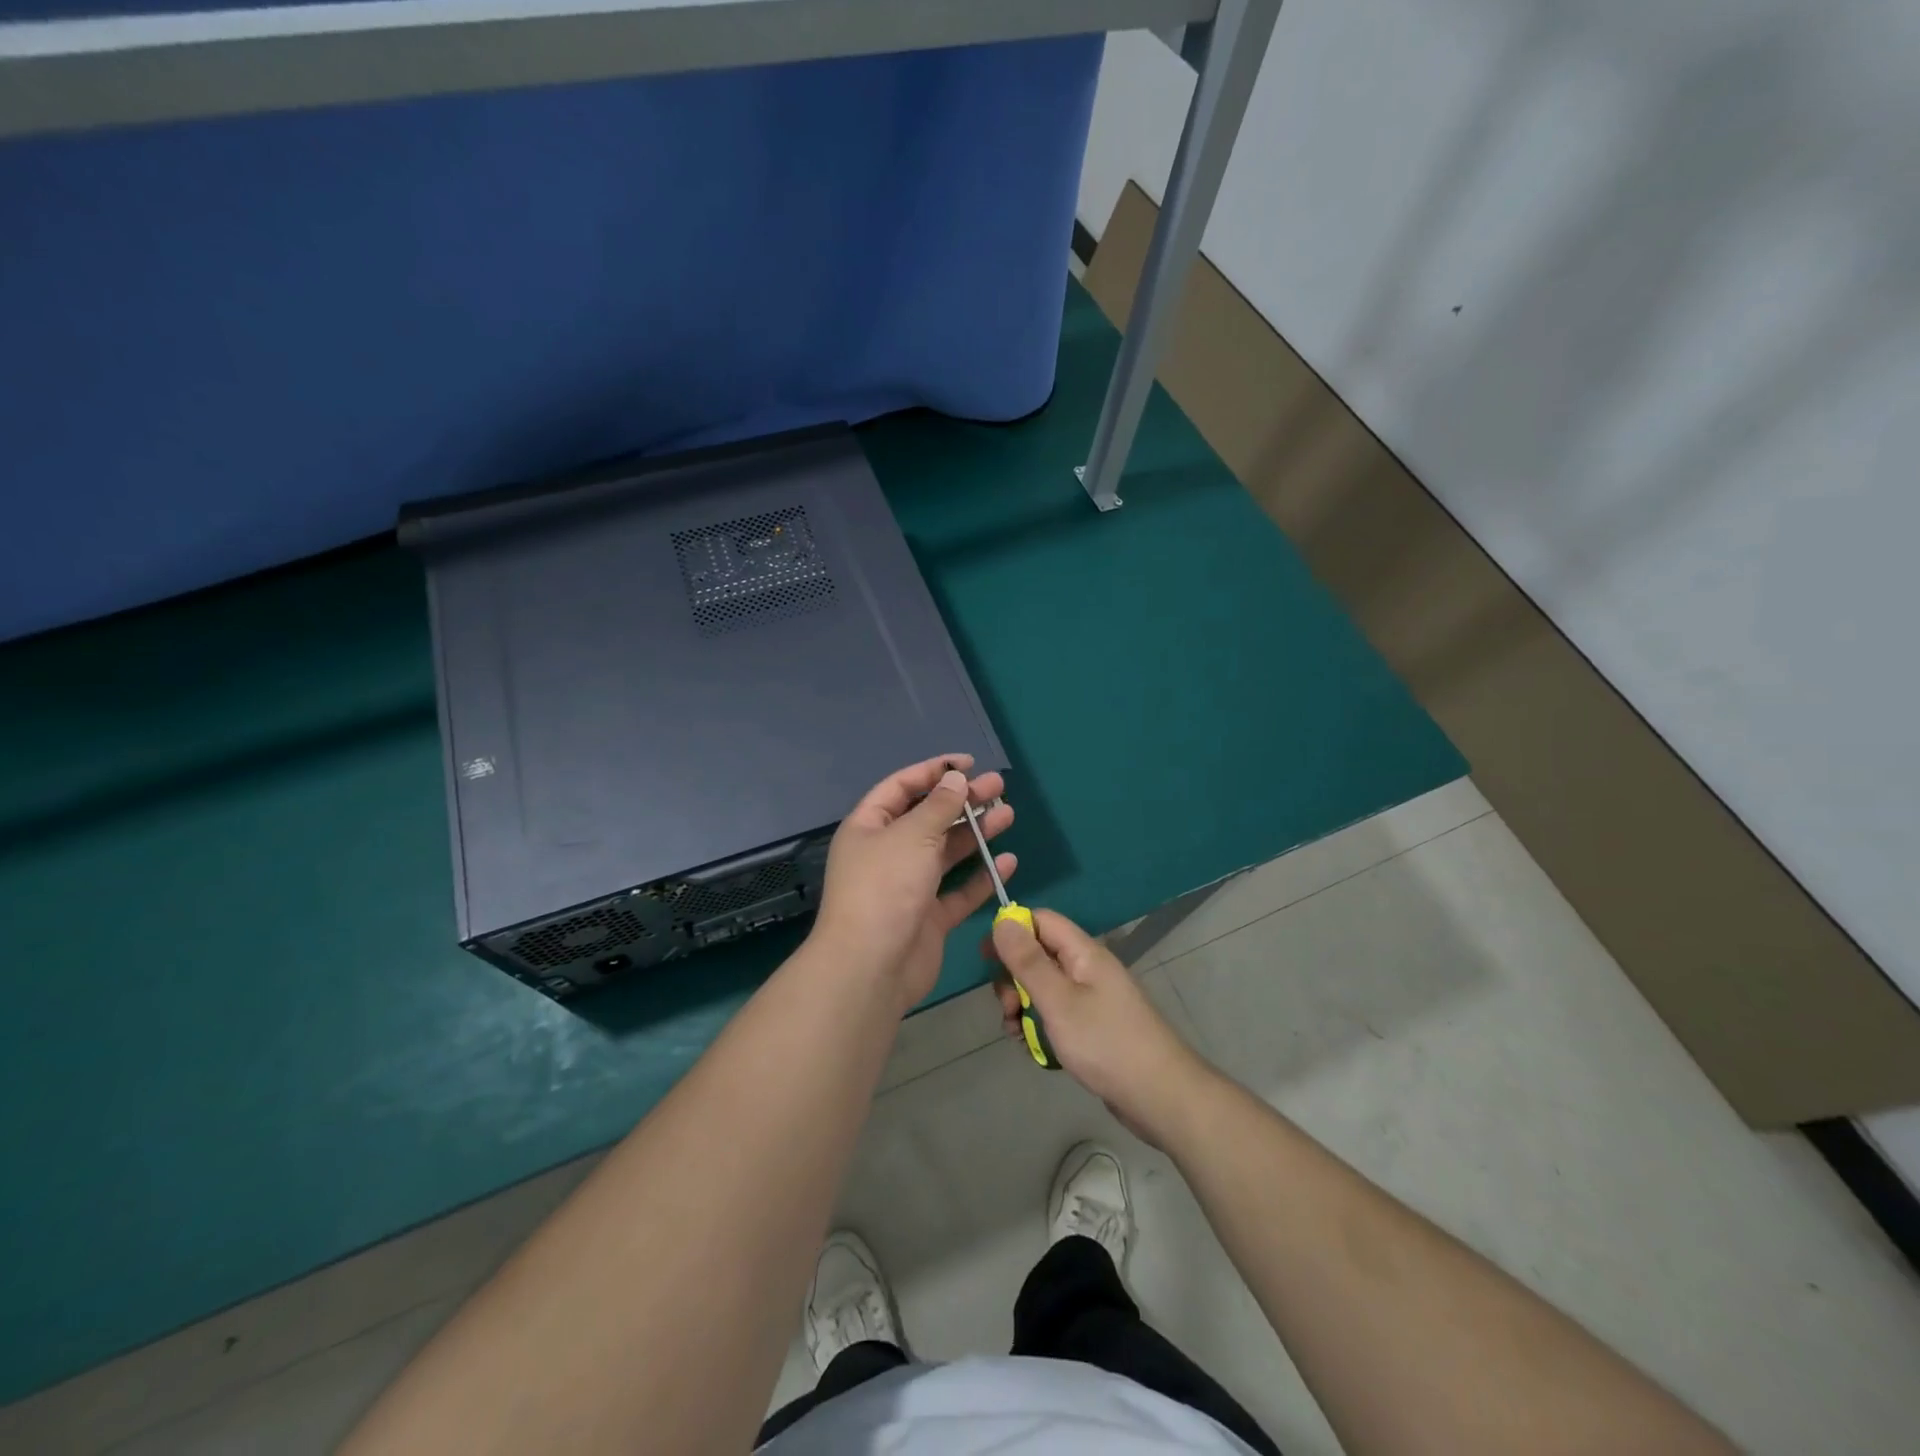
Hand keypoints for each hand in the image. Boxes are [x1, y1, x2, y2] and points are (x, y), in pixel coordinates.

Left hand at [810, 754, 1015, 1012]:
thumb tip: (955, 778)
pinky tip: (1006, 861)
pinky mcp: (928, 918)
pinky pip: (958, 891)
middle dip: (962, 800)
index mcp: (870, 827)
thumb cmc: (885, 887)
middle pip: (928, 818)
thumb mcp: (912, 835)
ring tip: (1008, 814)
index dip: (933, 771)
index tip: (968, 763)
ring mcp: (908, 886)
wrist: (871, 967)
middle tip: (999, 786)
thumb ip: (938, 806)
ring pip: (946, 852)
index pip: (902, 787)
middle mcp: (887, 853)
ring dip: (976, 833)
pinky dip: (980, 876)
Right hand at [987, 909, 1213, 1149]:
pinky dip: (1040, 1027)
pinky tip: (1034, 1050)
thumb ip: (1028, 961)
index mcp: (1083, 953)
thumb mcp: (1058, 1001)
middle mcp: (1088, 969)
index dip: (1012, 931)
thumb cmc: (1106, 1043)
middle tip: (1008, 1008)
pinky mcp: (1093, 1027)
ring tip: (1019, 1035)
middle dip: (1014, 979)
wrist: (1160, 1097)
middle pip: (1038, 955)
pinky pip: (1056, 1015)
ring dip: (1023, 1007)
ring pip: (1043, 989)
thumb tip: (1003, 920)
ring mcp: (1092, 999)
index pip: (1041, 921)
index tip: (987, 960)